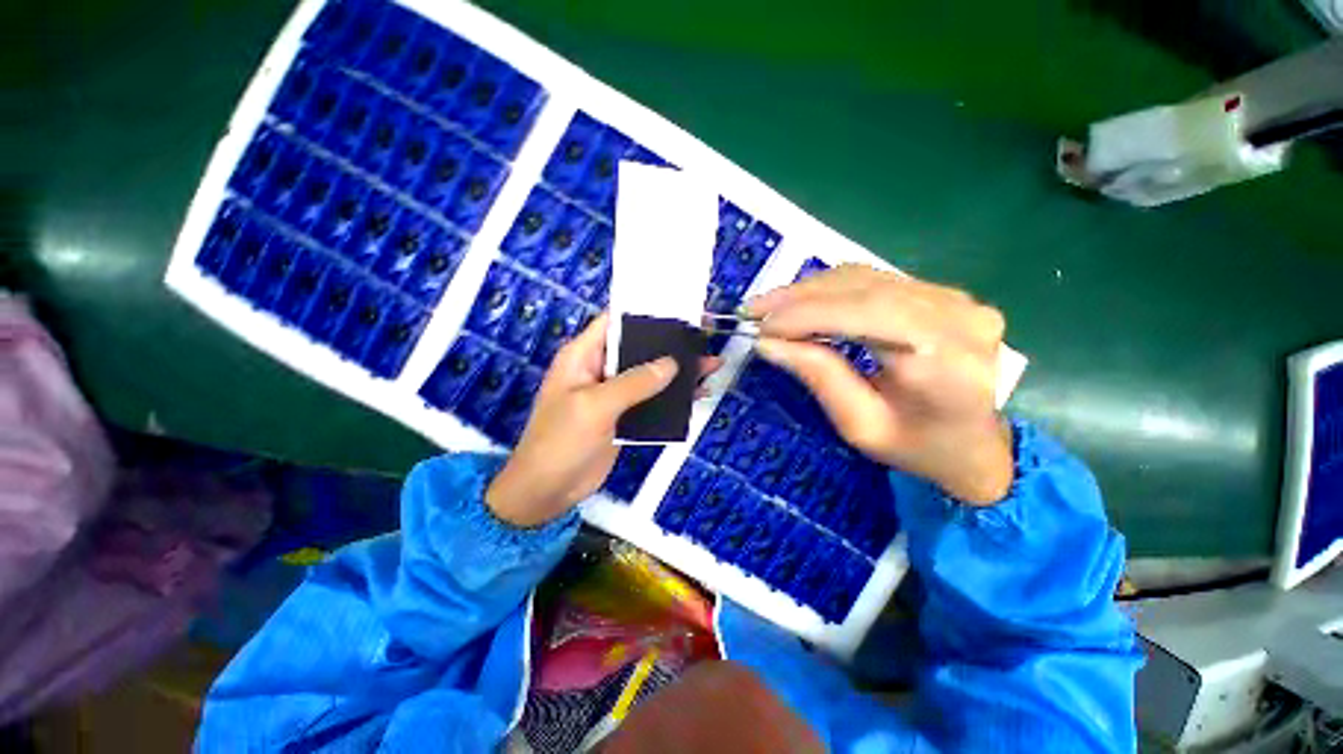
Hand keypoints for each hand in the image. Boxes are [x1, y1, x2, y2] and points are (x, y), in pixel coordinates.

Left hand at [487, 313, 721, 526]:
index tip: (678, 308)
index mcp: (583, 355)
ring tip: (711, 363)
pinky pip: (652, 399)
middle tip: (705, 335)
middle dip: (670, 342)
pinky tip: (698, 393)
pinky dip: (673, 397)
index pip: (615, 322)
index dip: (645, 312)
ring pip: (650, 374)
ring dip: (678, 371)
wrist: (548, 491)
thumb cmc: (561, 441)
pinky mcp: (624, 416)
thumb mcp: (596, 406)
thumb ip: (634, 383)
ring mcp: (614, 394)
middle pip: (638, 347)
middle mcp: (600, 369)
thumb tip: (672, 363)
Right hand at [745, 264, 1012, 504]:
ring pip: (866, 277)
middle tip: (754, 310)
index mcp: (944, 360)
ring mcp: (955, 298)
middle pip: (862, 288)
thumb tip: (768, 343)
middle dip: (799, 297)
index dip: (805, 315)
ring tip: (771, 307)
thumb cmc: (920, 449)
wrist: (979, 446)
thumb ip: (818, 376)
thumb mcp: (860, 425)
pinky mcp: (944, 294)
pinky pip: (876, 281)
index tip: (760, 327)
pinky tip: (804, 302)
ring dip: (810, 290)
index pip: (862, 314)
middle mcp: (957, 315)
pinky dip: (832, 290)